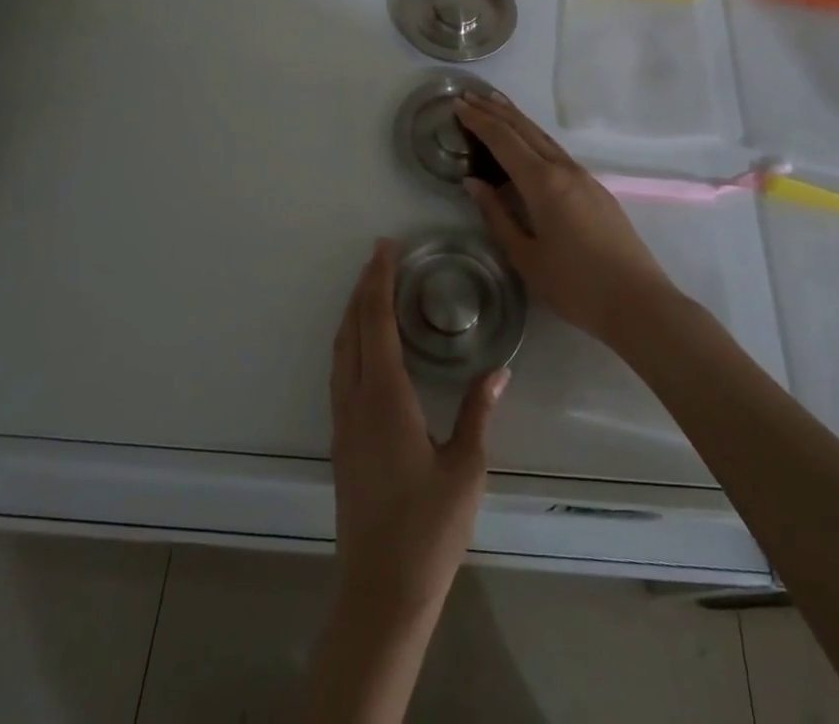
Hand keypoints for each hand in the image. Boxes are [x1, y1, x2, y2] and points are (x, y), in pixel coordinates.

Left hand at [330, 239, 506, 624]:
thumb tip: (499, 371)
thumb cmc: (429, 529)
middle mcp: (356, 400)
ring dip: (353, 311)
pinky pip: (340, 370)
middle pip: (352, 328)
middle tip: (380, 255)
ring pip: (340, 349)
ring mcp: (343, 420)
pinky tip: (365, 344)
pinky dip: (350, 339)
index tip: (386, 247)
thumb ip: (478, 413)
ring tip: (371, 287)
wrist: (381, 590)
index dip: (378, 280)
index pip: (375, 322)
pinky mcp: (342, 439)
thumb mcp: (466, 469)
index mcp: (384, 398)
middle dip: (363, 287)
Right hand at [457, 91, 675, 346]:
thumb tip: (474, 183)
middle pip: (525, 129)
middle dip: (495, 110)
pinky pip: (557, 152)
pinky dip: (534, 138)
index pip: (504, 140)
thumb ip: (497, 216)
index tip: (457, 104)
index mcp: (543, 183)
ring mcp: (584, 177)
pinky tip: (527, 144)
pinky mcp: (596, 189)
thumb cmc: (575, 285)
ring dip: (517, 119)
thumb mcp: (526, 257)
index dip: (479, 121)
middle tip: (470, 95)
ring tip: (495, 104)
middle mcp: (564, 169)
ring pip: (544, 138)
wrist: (639, 302)